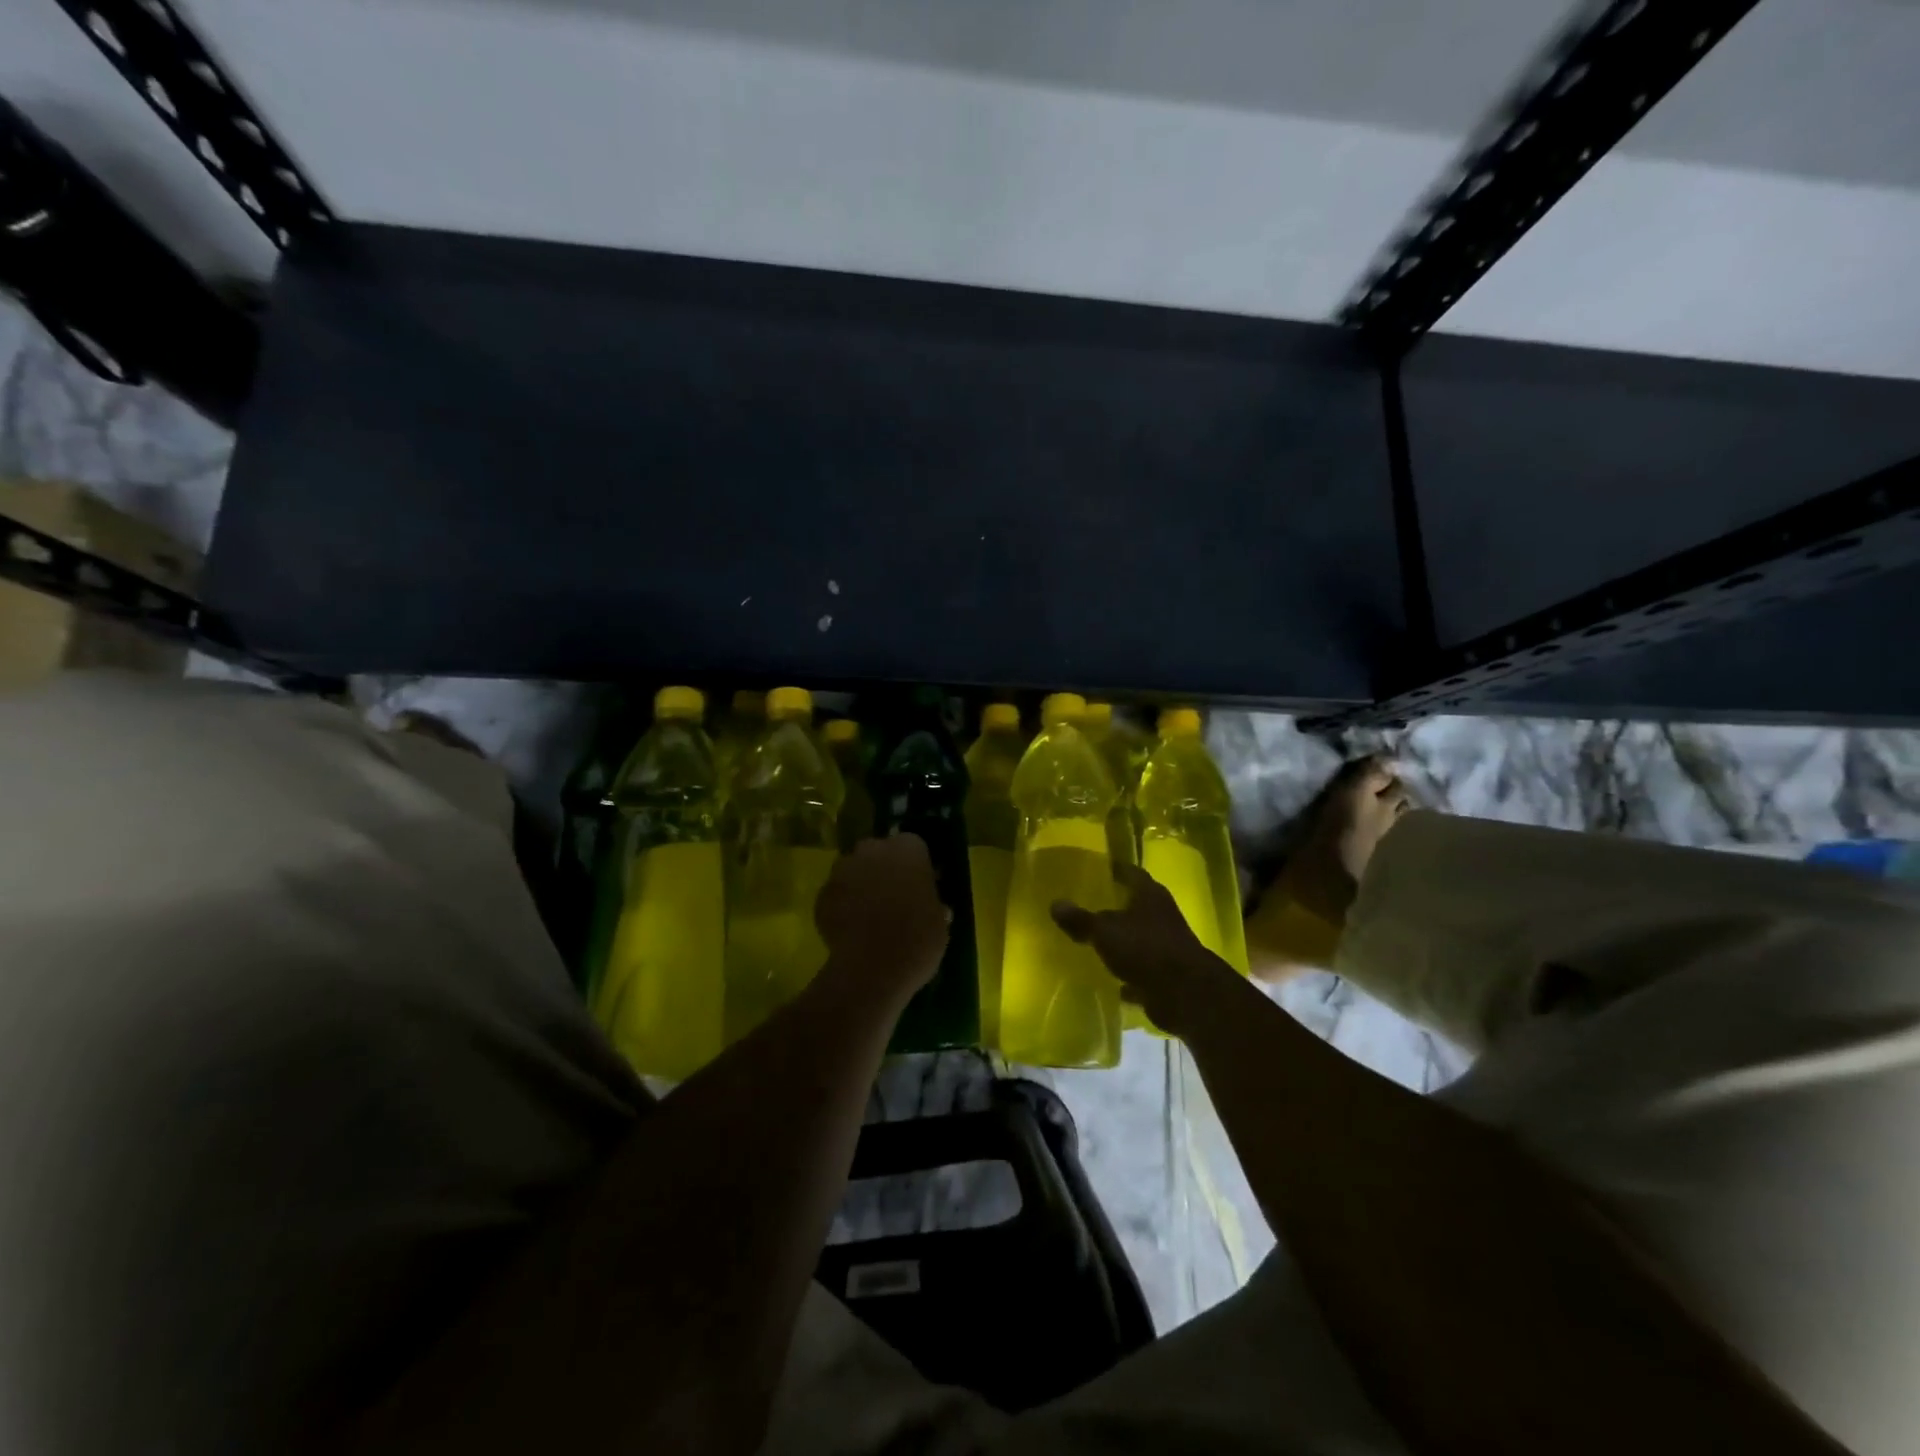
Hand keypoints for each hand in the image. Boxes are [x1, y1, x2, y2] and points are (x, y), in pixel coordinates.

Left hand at [814, 835, 950, 1006]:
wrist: (873, 968)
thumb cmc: (917, 940)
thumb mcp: (939, 921)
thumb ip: (932, 904)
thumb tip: (930, 906)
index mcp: (908, 850)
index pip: (914, 846)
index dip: (915, 866)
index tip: (919, 886)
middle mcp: (873, 850)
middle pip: (878, 852)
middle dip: (883, 869)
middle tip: (894, 898)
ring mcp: (843, 870)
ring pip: (854, 871)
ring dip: (860, 885)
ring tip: (869, 916)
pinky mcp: (822, 895)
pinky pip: (836, 895)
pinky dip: (842, 906)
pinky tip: (851, 930)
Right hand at [1051, 865, 1236, 1036]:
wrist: (1185, 994)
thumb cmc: (1145, 948)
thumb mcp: (1105, 931)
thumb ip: (1080, 919)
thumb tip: (1055, 904)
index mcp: (1150, 895)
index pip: (1131, 873)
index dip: (1116, 869)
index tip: (1099, 867)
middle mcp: (1161, 915)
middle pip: (1136, 905)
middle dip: (1116, 905)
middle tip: (1089, 903)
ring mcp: (1166, 946)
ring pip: (1139, 938)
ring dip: (1122, 940)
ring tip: (1094, 940)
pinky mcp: (1166, 975)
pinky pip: (1141, 970)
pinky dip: (1128, 974)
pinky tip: (1109, 978)